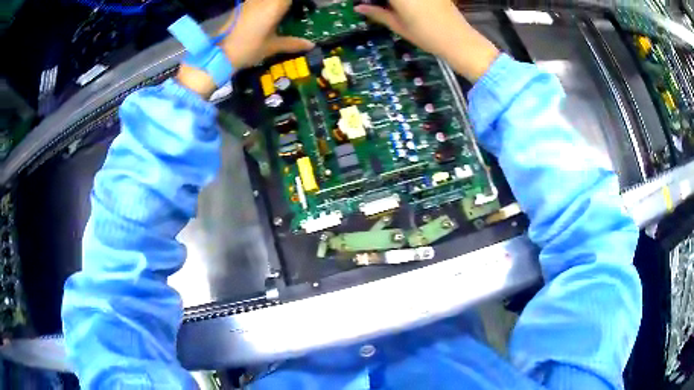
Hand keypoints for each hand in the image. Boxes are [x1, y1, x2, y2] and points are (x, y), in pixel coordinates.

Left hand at [219, 0, 313, 69]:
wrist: (217, 53)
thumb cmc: (247, 49)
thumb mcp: (271, 47)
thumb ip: (292, 43)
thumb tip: (310, 45)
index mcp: (275, 5)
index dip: (298, 3)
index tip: (305, 7)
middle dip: (286, 5)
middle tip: (292, 12)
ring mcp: (250, 1)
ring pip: (268, 0)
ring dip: (275, 5)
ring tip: (281, 15)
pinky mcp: (241, 6)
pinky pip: (257, 2)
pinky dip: (266, 5)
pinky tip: (268, 15)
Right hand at [354, 0, 498, 81]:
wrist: (459, 40)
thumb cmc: (426, 36)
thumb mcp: (398, 25)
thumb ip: (377, 13)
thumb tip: (359, 7)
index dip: (369, 0)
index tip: (364, 4)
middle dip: (383, 1)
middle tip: (376, 6)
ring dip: (395, 1)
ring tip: (390, 8)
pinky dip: (407, 1)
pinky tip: (404, 6)